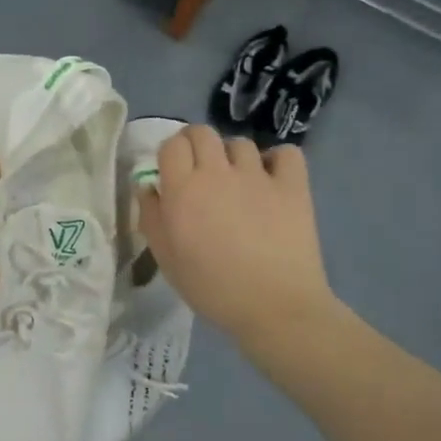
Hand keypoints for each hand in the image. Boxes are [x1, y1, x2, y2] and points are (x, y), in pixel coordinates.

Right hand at [139, 126, 338, 351]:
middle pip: (202, 132)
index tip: (173, 173)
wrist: (274, 307)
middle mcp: (217, 172)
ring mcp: (258, 176)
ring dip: (233, 156)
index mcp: (183, 189)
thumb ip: (151, 216)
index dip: (170, 154)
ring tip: (237, 181)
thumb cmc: (211, 288)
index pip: (171, 145)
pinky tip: (273, 179)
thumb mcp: (165, 257)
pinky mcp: (292, 186)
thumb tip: (148, 185)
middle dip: (196, 144)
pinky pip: (286, 153)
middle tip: (200, 171)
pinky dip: (277, 160)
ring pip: (240, 143)